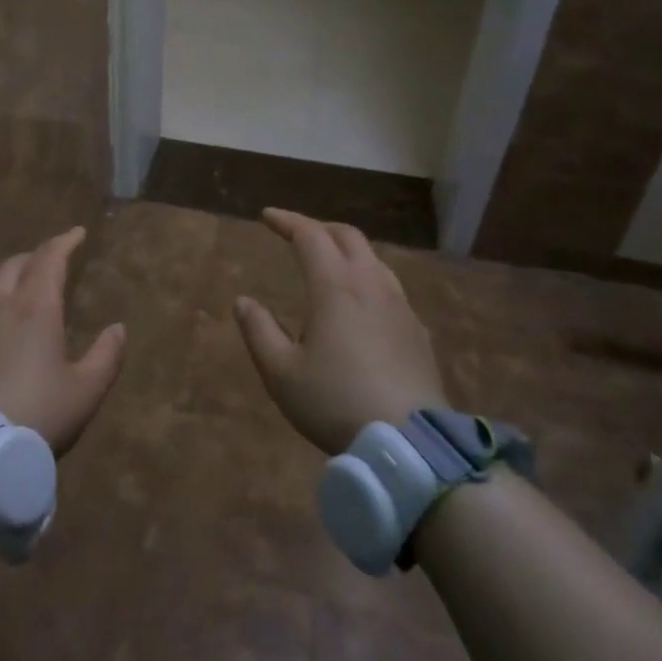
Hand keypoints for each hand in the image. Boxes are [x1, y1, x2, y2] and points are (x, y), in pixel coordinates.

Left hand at [0, 227, 125, 455]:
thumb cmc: (39, 415)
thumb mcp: (86, 390)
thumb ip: (107, 355)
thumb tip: (118, 328)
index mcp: (36, 307)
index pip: (49, 259)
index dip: (65, 242)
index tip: (78, 233)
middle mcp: (1, 303)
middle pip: (17, 263)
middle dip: (38, 254)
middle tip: (54, 258)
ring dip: (11, 269)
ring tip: (23, 277)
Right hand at [233, 209, 448, 455]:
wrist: (410, 444)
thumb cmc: (335, 403)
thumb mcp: (281, 373)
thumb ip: (259, 331)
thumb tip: (243, 301)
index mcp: (335, 287)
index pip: (310, 236)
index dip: (287, 221)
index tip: (267, 216)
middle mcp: (371, 285)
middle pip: (348, 237)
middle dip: (319, 228)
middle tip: (297, 234)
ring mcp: (400, 307)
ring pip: (374, 259)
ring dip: (346, 251)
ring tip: (329, 264)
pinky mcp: (418, 331)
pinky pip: (390, 287)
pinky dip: (367, 278)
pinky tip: (361, 305)